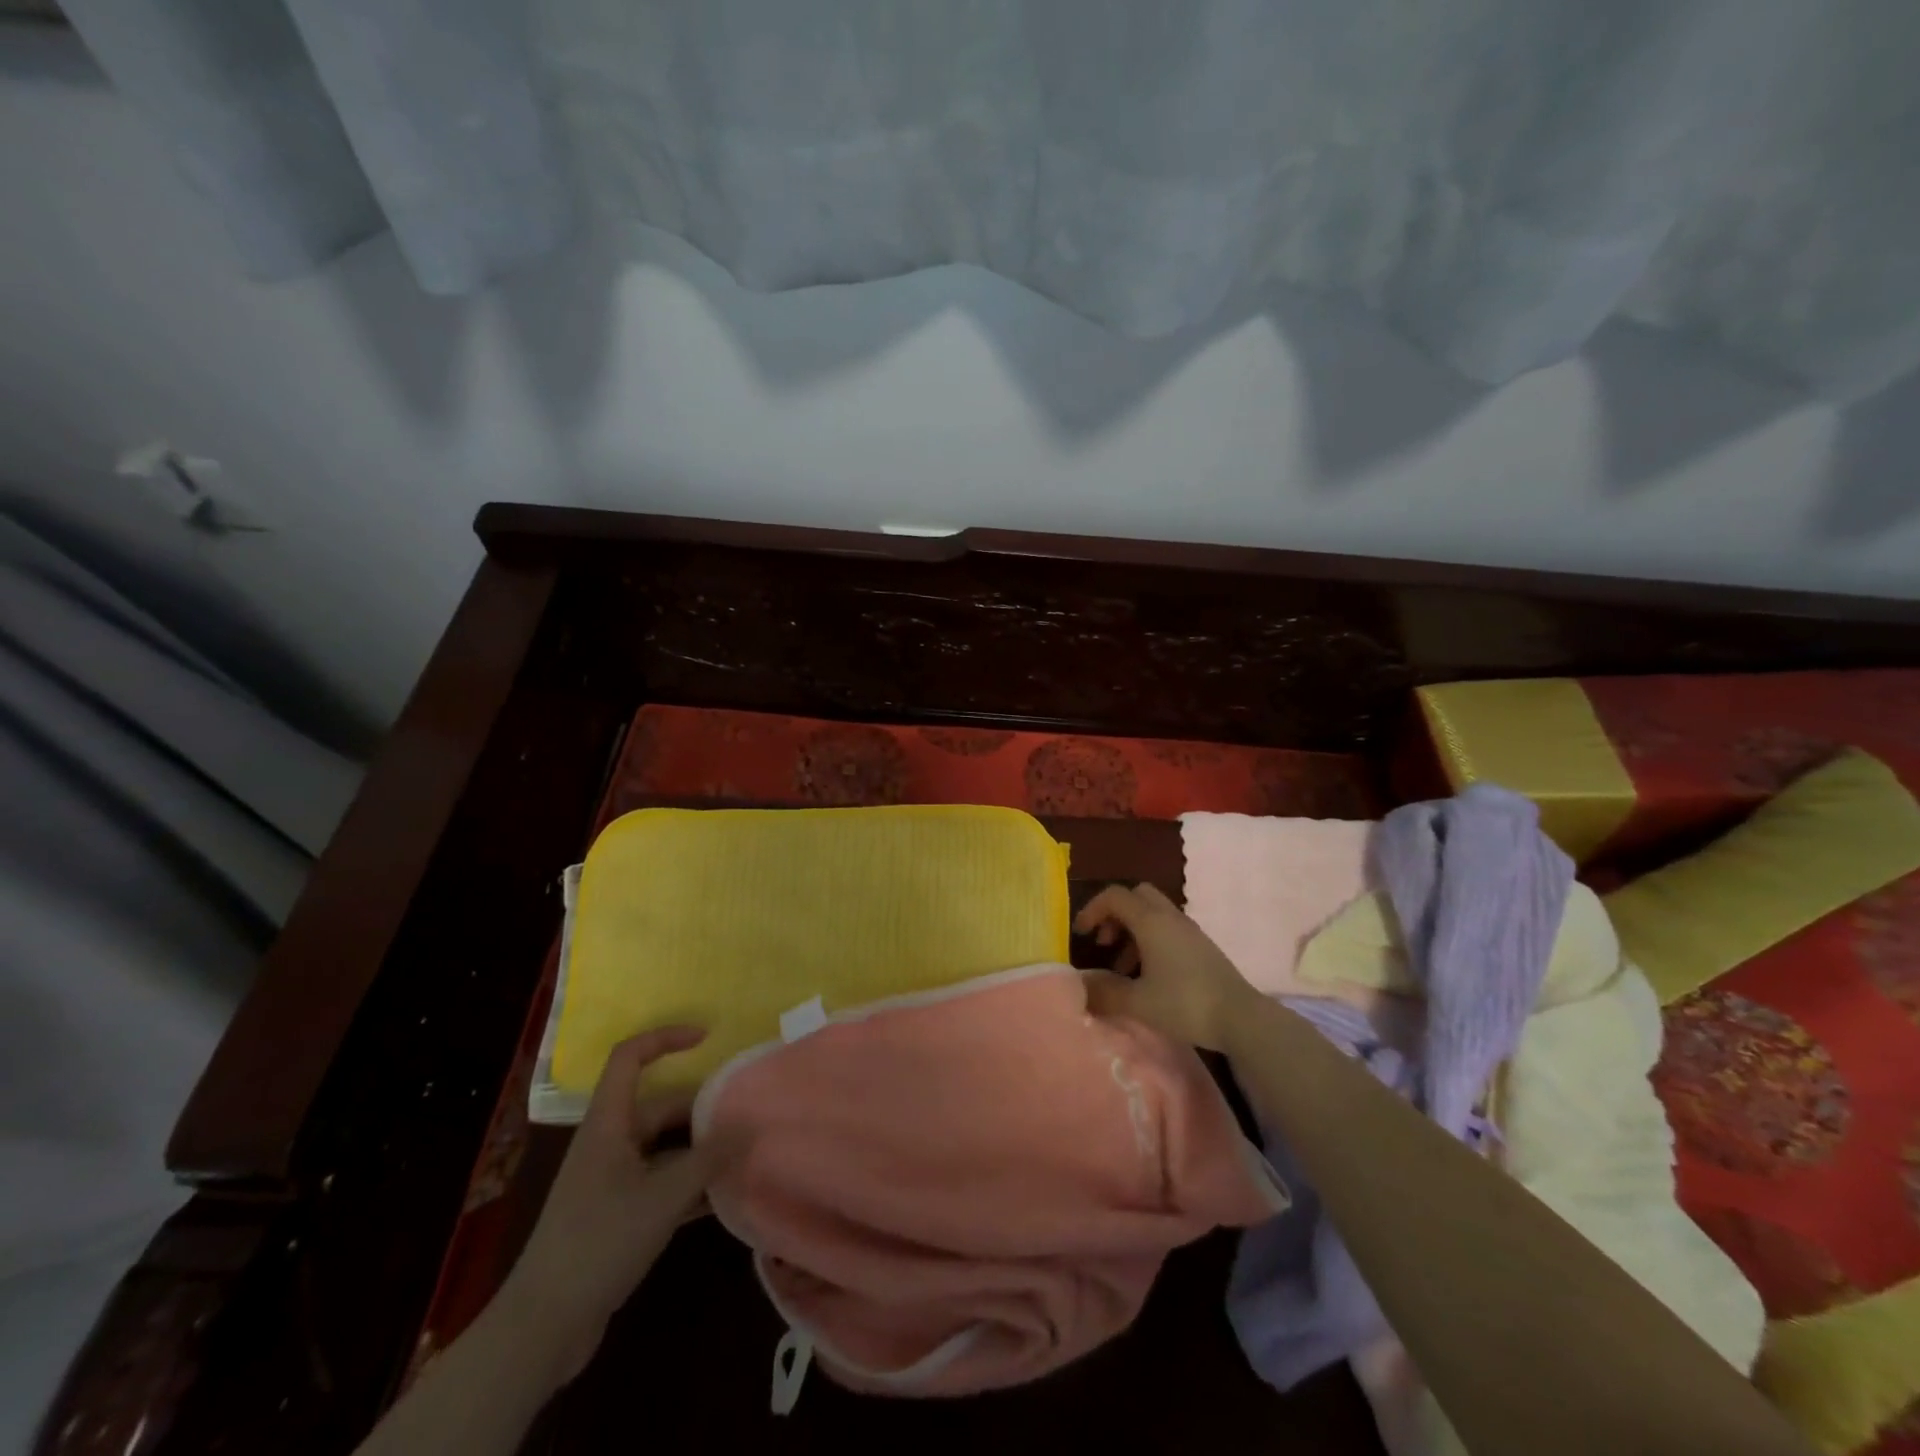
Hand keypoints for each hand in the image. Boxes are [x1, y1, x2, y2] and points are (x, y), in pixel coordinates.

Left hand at [499, 1026, 734, 1381]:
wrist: (542, 1328)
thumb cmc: (599, 1243)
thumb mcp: (663, 1197)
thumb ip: (709, 1158)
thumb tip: (750, 1124)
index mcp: (608, 1124)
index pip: (630, 1058)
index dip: (665, 1038)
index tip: (706, 1038)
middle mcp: (609, 1143)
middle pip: (660, 1107)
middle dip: (702, 1109)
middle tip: (746, 1117)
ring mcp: (611, 1180)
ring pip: (664, 1147)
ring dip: (700, 1150)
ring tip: (743, 1154)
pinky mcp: (617, 1215)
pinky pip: (661, 1183)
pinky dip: (689, 1185)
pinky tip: (722, 1198)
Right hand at [1075, 883, 1262, 1050]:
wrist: (1240, 1018)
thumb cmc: (1185, 1004)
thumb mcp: (1137, 1002)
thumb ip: (1104, 992)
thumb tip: (1079, 986)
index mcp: (1150, 921)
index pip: (1114, 896)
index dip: (1092, 909)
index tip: (1081, 935)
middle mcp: (1169, 917)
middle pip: (1136, 896)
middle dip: (1114, 914)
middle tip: (1105, 943)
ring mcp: (1188, 930)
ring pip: (1152, 913)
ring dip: (1131, 931)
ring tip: (1122, 968)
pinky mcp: (1201, 946)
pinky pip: (1166, 929)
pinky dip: (1149, 941)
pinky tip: (1148, 976)